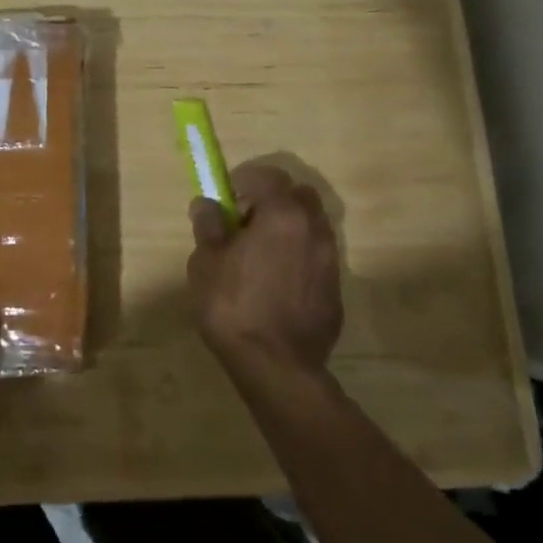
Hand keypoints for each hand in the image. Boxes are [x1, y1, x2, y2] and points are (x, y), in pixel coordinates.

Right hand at [187, 161, 342, 377]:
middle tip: (246, 223)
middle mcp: (314, 229)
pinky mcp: (335, 290)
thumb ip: (208, 225)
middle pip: (298, 196)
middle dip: (273, 200)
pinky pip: (316, 258)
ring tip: (260, 255)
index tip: (227, 199)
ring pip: (311, 226)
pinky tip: (277, 283)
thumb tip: (207, 204)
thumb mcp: (206, 261)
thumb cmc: (234, 305)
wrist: (276, 367)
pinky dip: (299, 258)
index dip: (245, 181)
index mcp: (283, 214)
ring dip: (288, 229)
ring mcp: (330, 260)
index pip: (268, 176)